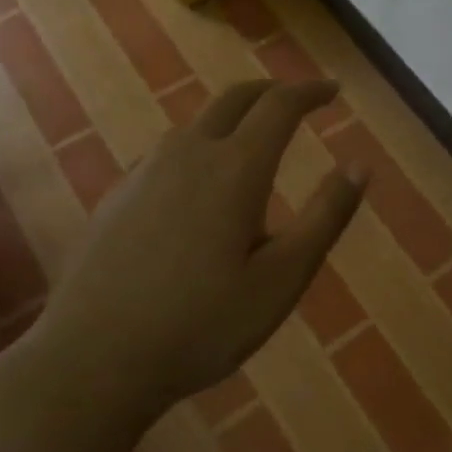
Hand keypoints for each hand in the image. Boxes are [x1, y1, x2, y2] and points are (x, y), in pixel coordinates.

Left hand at [3, 79, 365, 451]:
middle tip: (298, 101)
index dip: (310, 91)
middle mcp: (189, 153)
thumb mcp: (282, 278)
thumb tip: (361, 166)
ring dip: (234, 118)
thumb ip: (325, 217)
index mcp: (236, 168)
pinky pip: (170, 151)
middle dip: (272, 91)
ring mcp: (145, 171)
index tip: (334, 91)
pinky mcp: (118, 195)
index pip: (280, 105)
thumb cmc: (201, 324)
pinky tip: (200, 186)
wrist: (91, 361)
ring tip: (255, 142)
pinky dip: (201, 146)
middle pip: (235, 98)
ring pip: (198, 122)